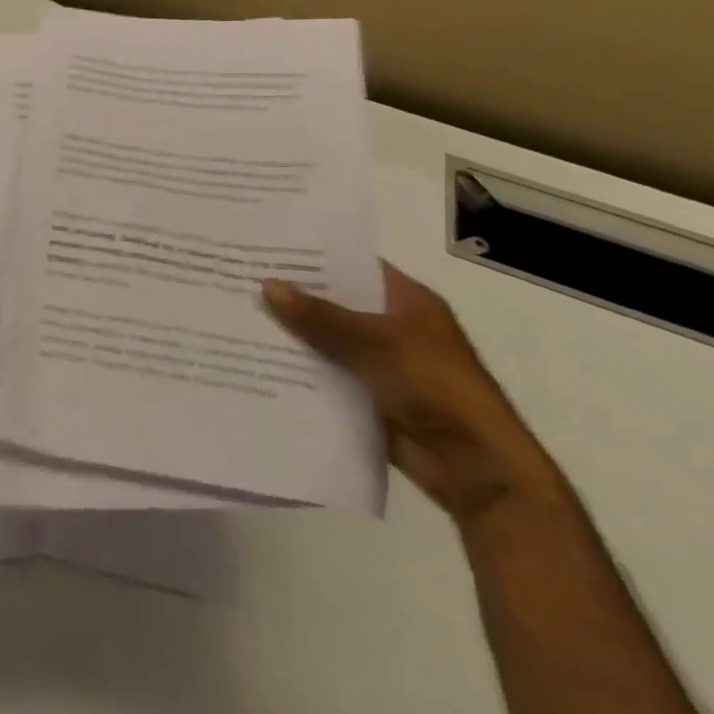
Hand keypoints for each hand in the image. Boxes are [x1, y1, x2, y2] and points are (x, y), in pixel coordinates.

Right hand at [263, 265, 564, 524]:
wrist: (474, 467)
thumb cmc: (435, 386)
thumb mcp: (375, 341)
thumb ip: (320, 316)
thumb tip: (267, 286)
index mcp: (407, 300)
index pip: (354, 265)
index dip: (314, 256)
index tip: (268, 247)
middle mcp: (393, 326)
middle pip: (335, 303)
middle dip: (294, 296)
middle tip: (241, 279)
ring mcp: (381, 364)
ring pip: (327, 341)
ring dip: (293, 336)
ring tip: (239, 318)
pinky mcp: (369, 398)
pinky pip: (327, 377)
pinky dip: (300, 372)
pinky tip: (259, 362)